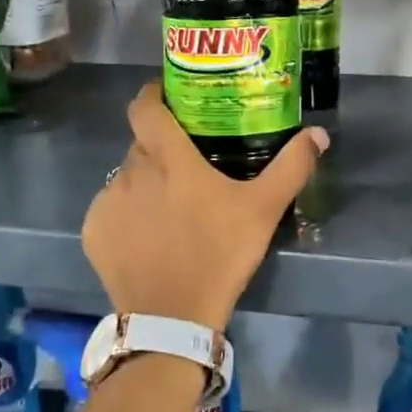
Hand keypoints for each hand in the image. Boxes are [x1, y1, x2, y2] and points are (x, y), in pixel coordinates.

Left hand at [82, 84, 328, 332]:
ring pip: (125, 177)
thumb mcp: (263, 210)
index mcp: (168, 158)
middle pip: (141, 144)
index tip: (168, 97)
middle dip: (161, 148)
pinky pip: (110, 209)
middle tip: (187, 165)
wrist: (173, 316)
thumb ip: (291, 167)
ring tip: (169, 208)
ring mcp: (107, 202)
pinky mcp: (93, 232)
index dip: (153, 95)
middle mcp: (130, 171)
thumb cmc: (220, 254)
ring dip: (144, 183)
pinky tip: (148, 237)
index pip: (145, 107)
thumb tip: (318, 134)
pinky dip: (126, 214)